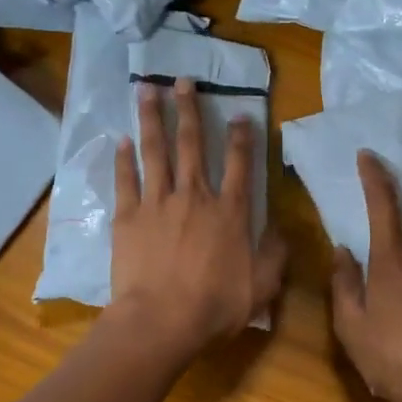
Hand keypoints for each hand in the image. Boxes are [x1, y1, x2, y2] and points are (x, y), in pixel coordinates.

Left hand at [109, 77, 286, 359]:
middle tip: (183, 80)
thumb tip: (281, 231)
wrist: (160, 321)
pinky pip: (126, 180)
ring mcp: (158, 204)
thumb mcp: (261, 287)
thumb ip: (274, 255)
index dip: (243, 137)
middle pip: (193, 145)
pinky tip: (121, 139)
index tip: (241, 113)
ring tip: (146, 90)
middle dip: (189, 109)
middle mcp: (195, 197)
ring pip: (155, 151)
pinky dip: (123, 158)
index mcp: (229, 213)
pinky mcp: (128, 217)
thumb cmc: (214, 307)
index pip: (240, 165)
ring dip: (152, 118)